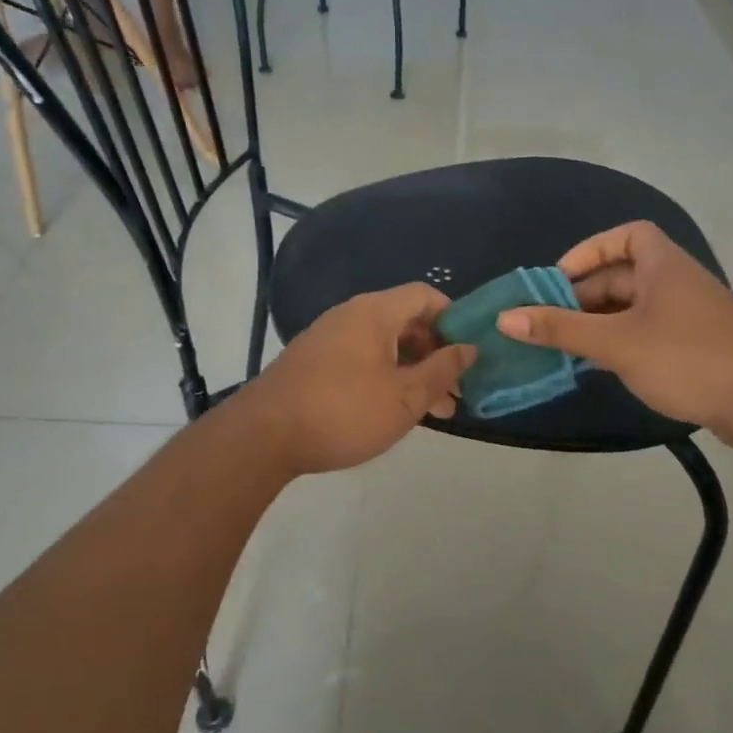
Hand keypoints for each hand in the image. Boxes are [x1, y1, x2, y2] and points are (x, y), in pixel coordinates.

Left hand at [238, 283, 476, 475]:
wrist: (264, 436)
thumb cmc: (344, 411)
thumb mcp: (405, 396)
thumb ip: (442, 370)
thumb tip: (469, 348)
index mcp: (374, 312)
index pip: (425, 295)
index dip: (453, 318)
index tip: (468, 352)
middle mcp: (350, 315)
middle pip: (405, 321)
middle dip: (435, 353)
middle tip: (455, 391)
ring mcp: (328, 338)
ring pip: (384, 345)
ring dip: (413, 371)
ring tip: (434, 410)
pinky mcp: (313, 362)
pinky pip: (361, 358)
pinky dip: (385, 376)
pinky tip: (393, 409)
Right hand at [496, 221, 732, 447]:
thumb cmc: (686, 358)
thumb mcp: (616, 342)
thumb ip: (560, 329)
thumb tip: (505, 317)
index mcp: (664, 265)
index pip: (627, 236)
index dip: (590, 251)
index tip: (559, 278)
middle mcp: (678, 282)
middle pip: (624, 275)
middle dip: (585, 295)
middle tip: (550, 321)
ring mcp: (689, 315)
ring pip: (634, 308)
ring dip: (600, 322)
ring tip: (567, 346)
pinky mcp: (696, 346)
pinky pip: (648, 332)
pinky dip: (622, 341)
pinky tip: (602, 365)